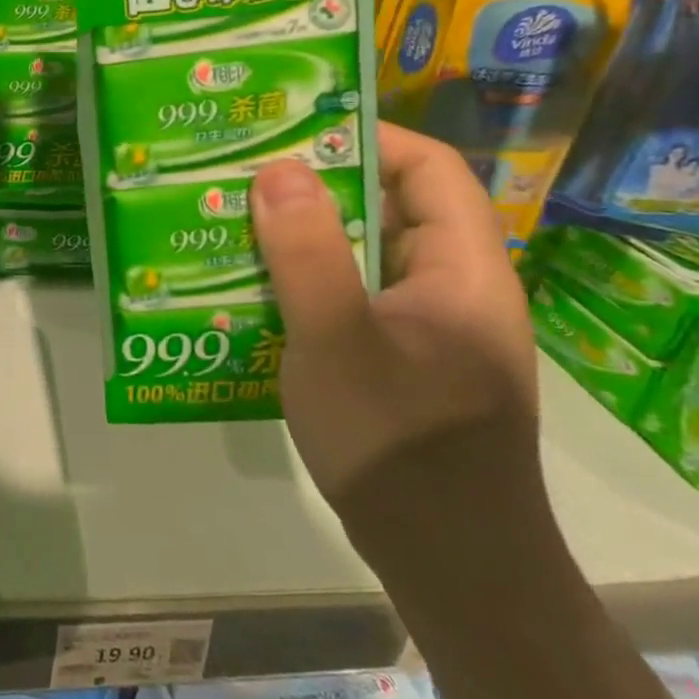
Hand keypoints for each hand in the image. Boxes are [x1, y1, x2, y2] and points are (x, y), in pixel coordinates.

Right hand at [250, 123, 537, 509]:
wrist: (451, 569)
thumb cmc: (401, 445)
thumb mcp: (338, 342)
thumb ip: (308, 254)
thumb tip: (278, 168)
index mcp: (463, 270)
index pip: (429, 169)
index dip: (369, 137)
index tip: (295, 129)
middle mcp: (454, 288)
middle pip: (392, 208)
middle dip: (319, 186)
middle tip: (246, 174)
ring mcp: (429, 328)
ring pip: (366, 255)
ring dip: (305, 236)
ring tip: (236, 222)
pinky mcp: (404, 361)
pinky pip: (354, 297)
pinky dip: (308, 282)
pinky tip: (255, 291)